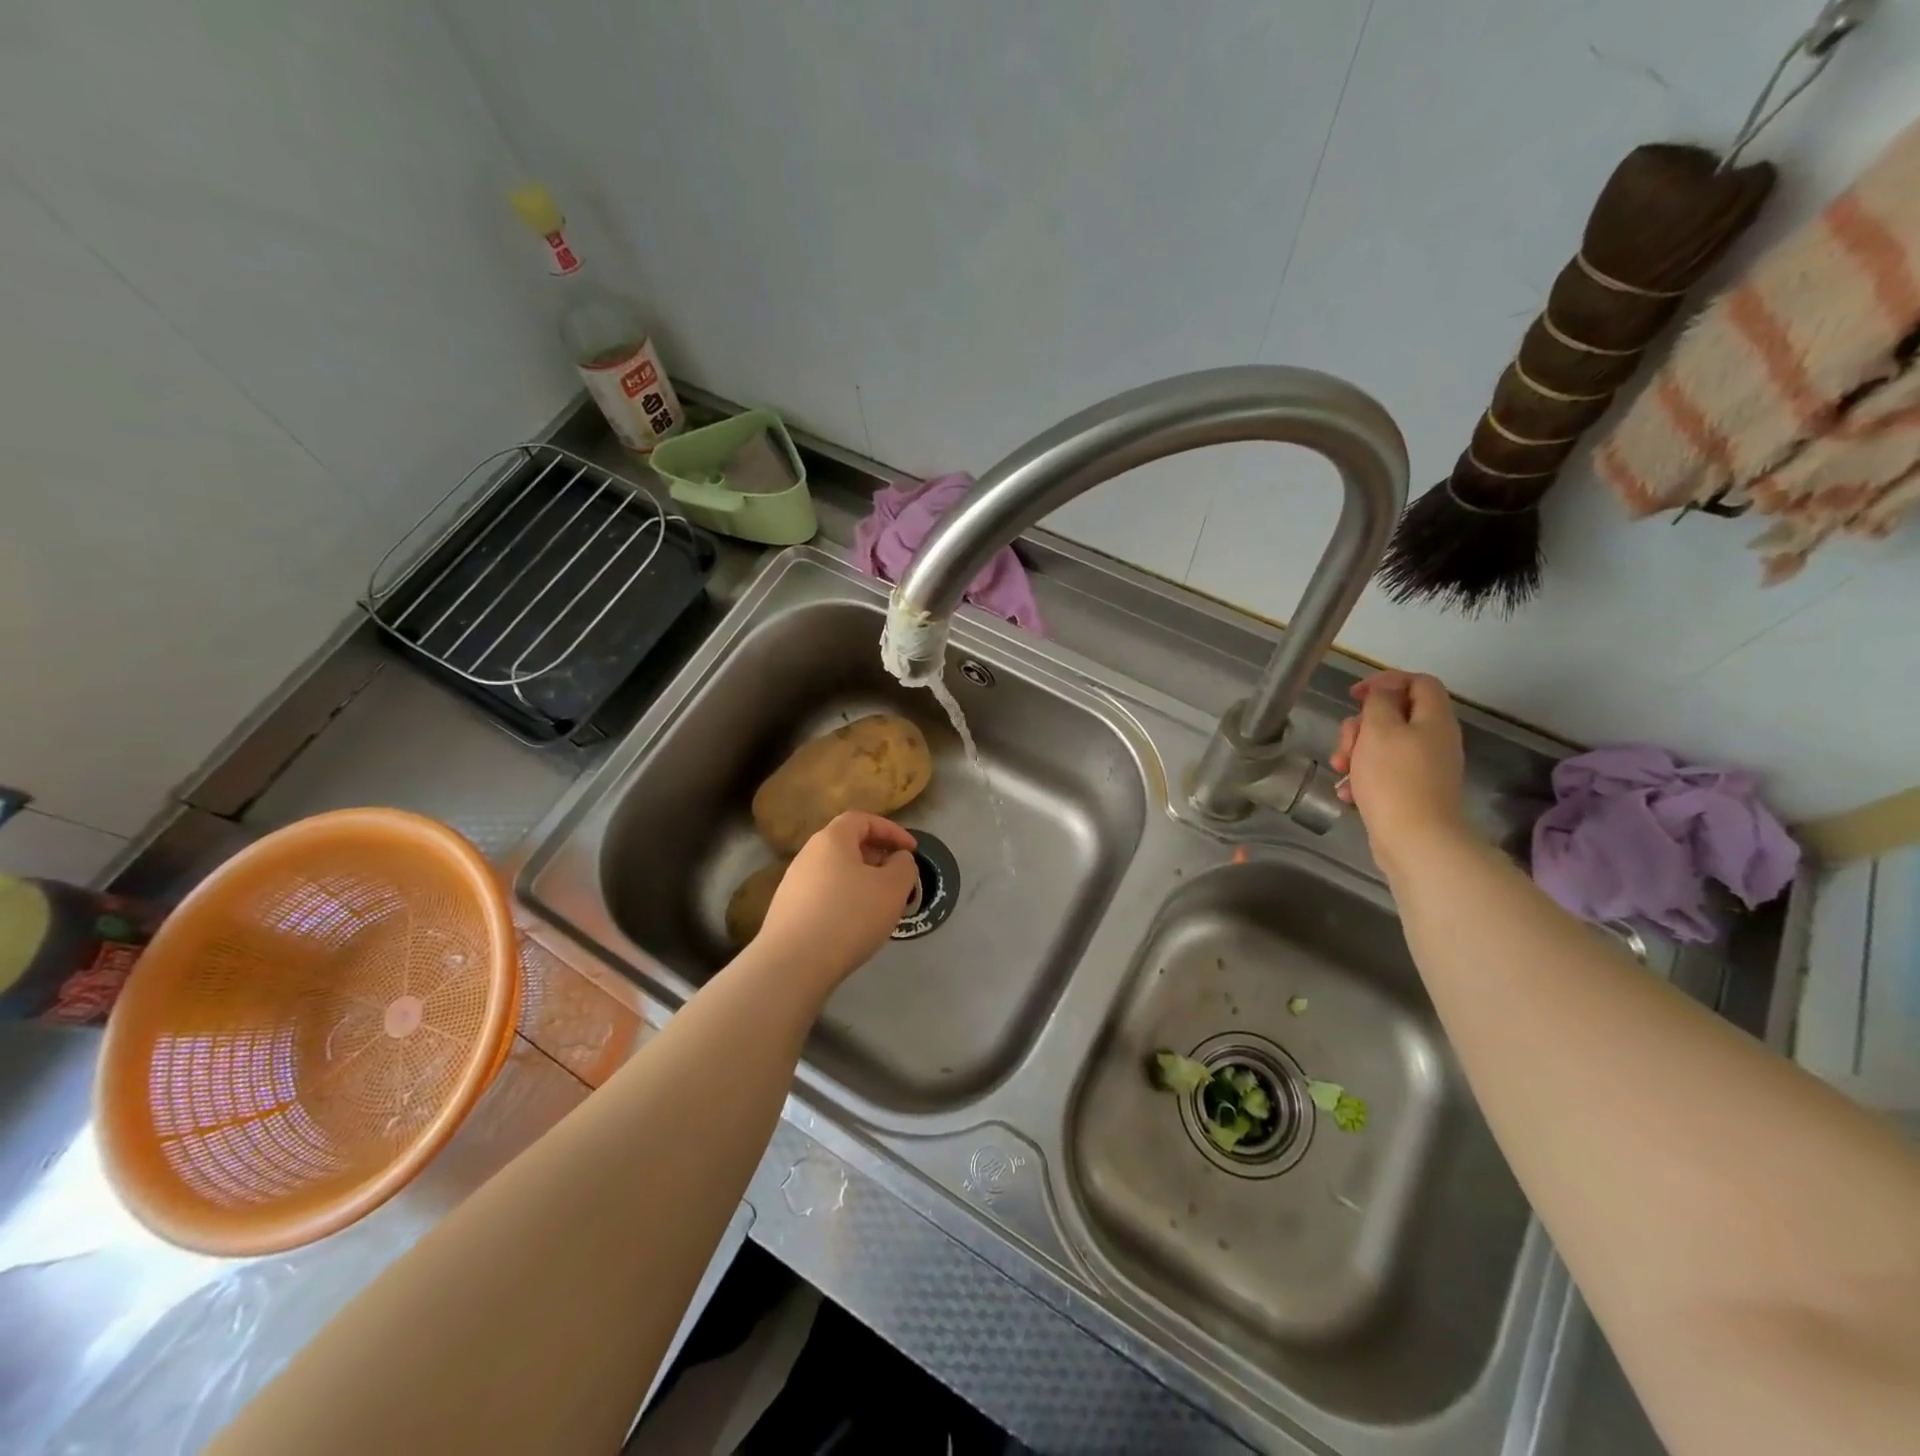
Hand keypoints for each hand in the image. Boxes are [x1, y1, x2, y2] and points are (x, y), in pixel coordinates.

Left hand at [754, 811, 917, 988]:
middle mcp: (807, 855)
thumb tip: (897, 859)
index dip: (891, 830)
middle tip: (897, 878)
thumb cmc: (849, 916)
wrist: (793, 964)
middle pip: (846, 845)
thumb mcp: (892, 888)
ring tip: (879, 905)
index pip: (862, 820)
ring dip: (861, 881)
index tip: (911, 851)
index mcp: (832, 839)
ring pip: (835, 872)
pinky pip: (823, 895)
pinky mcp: (786, 911)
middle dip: (877, 857)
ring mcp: (792, 883)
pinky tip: (853, 926)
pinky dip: (843, 901)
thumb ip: (904, 866)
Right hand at [1328, 671, 1468, 868]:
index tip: (1354, 695)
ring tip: (1340, 770)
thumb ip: (1379, 702)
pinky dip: (1363, 776)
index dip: (1386, 681)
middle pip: (1395, 715)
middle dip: (1361, 725)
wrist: (1415, 839)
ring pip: (1383, 745)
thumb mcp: (1378, 729)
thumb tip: (1384, 692)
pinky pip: (1383, 771)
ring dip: (1356, 752)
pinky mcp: (1412, 791)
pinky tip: (1347, 792)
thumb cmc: (1393, 778)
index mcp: (1433, 719)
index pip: (1418, 682)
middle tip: (1346, 742)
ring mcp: (1424, 767)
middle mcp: (1434, 739)